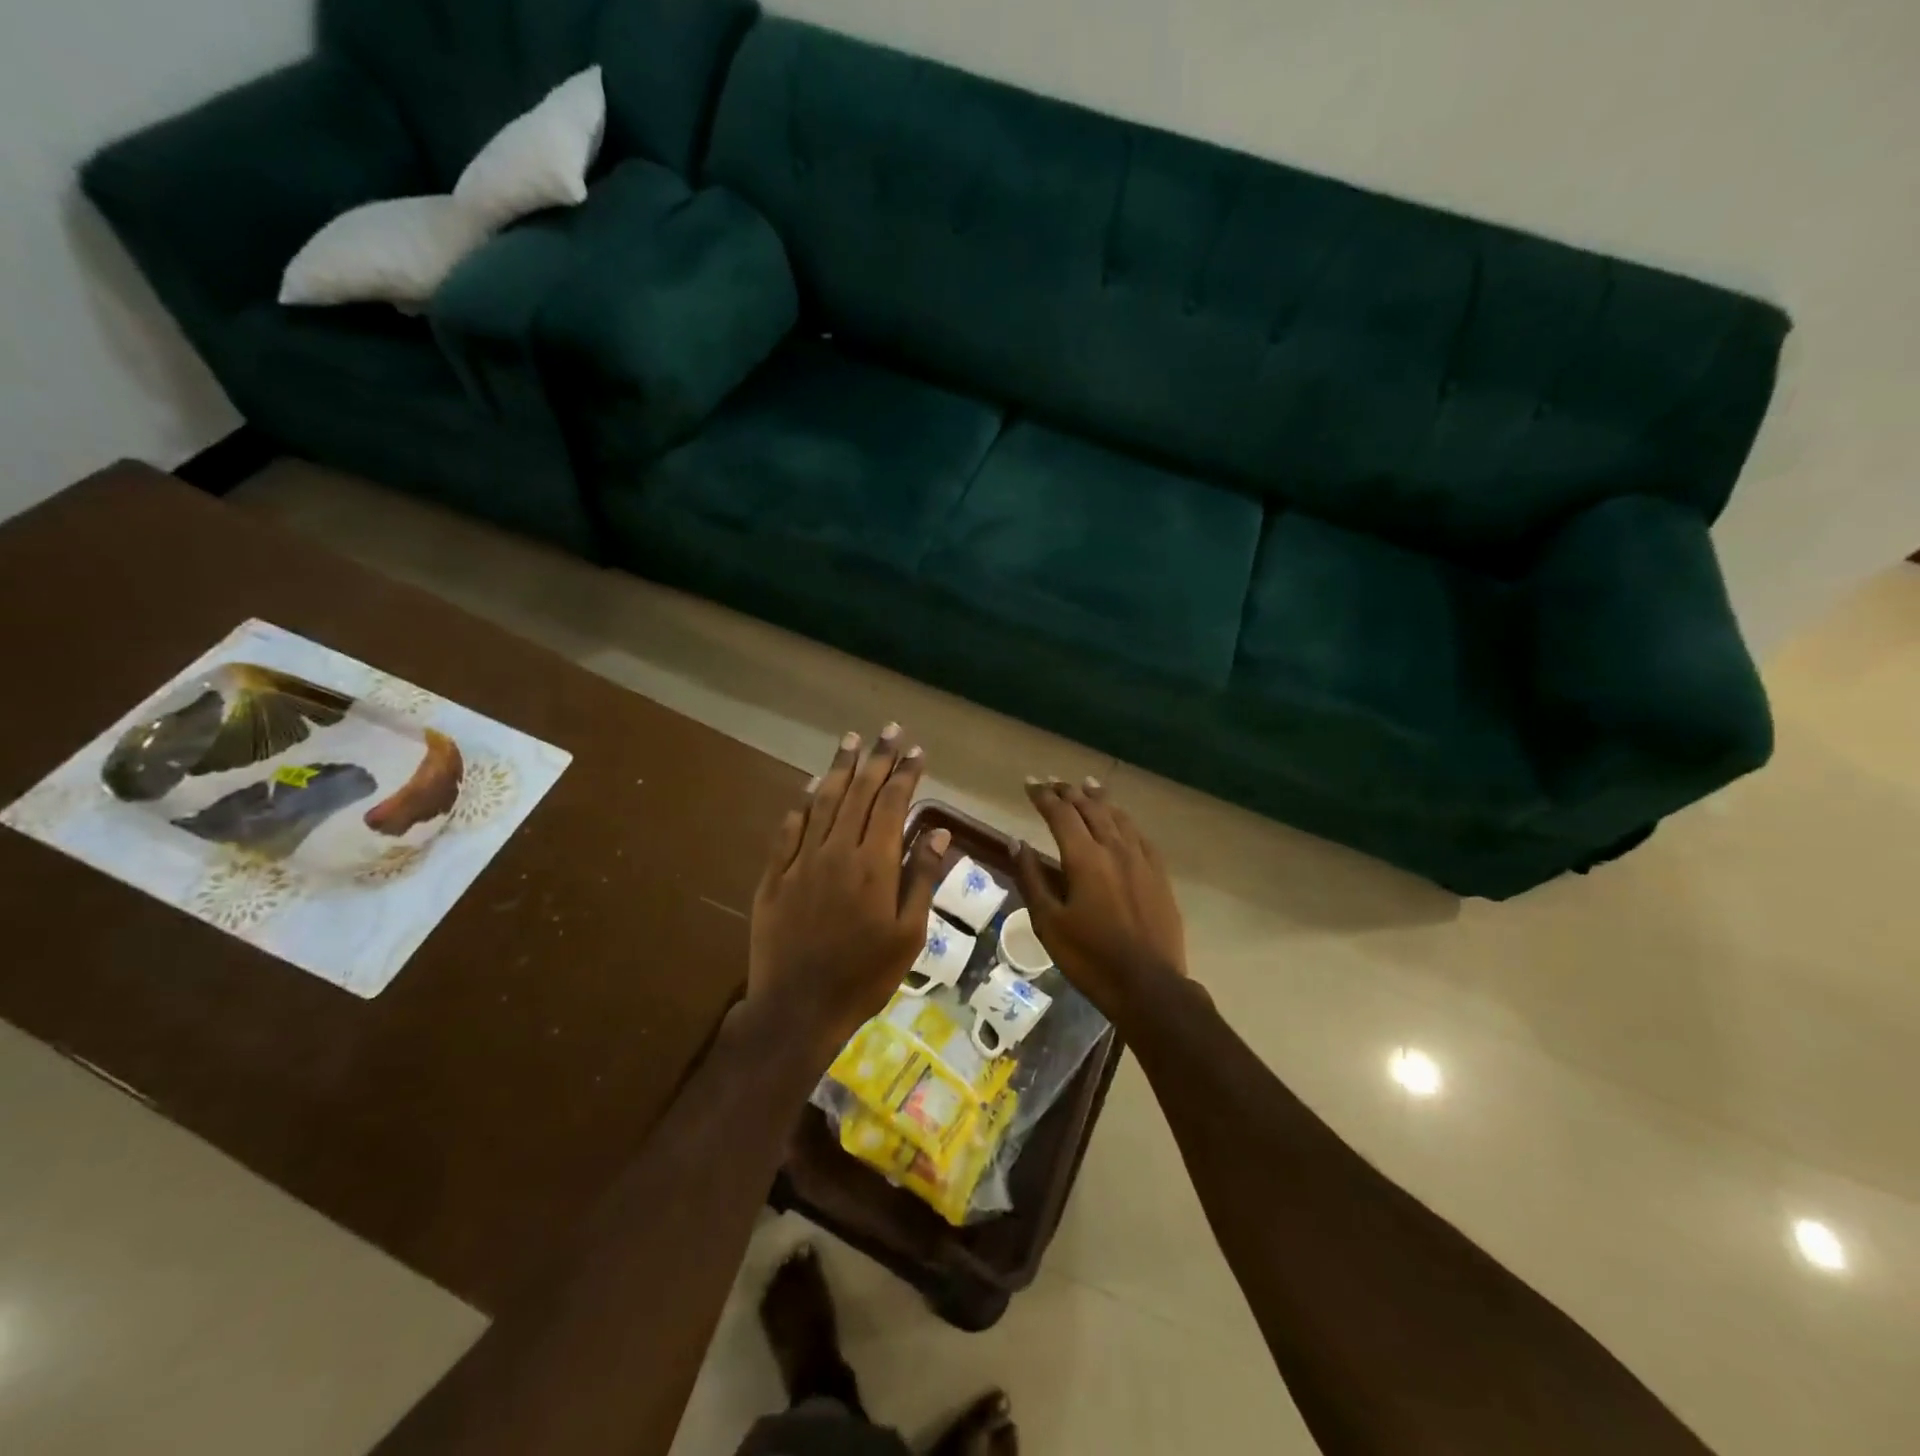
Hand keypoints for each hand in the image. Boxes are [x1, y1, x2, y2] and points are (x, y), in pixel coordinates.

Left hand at [747, 725, 949, 1057]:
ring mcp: (801, 862)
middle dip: (876, 759)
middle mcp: (836, 852)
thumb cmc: (864, 977)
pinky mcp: (774, 877)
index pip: (891, 805)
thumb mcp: (908, 935)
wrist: (797, 1009)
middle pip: (858, 793)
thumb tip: (939, 832)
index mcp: (873, 865)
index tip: (916, 751)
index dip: (905, 774)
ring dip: (839, 768)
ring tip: (851, 740)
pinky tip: (808, 787)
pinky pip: (788, 830)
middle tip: (888, 730)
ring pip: (822, 802)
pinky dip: (800, 804)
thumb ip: (921, 879)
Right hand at [1014, 777, 1187, 1022]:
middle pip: (1090, 808)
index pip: (1061, 813)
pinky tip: (1121, 821)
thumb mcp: (1048, 922)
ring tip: (1087, 785)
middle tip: (1052, 782)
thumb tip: (1016, 842)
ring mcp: (1141, 860)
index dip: (1043, 796)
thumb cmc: (1089, 957)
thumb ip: (1032, 878)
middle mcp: (1114, 848)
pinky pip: (1139, 835)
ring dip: (1099, 799)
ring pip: (1118, 817)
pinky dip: (1124, 821)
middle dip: (1069, 792)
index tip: (1029, 783)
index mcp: (1084, 858)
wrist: (1148, 985)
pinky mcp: (1159, 875)